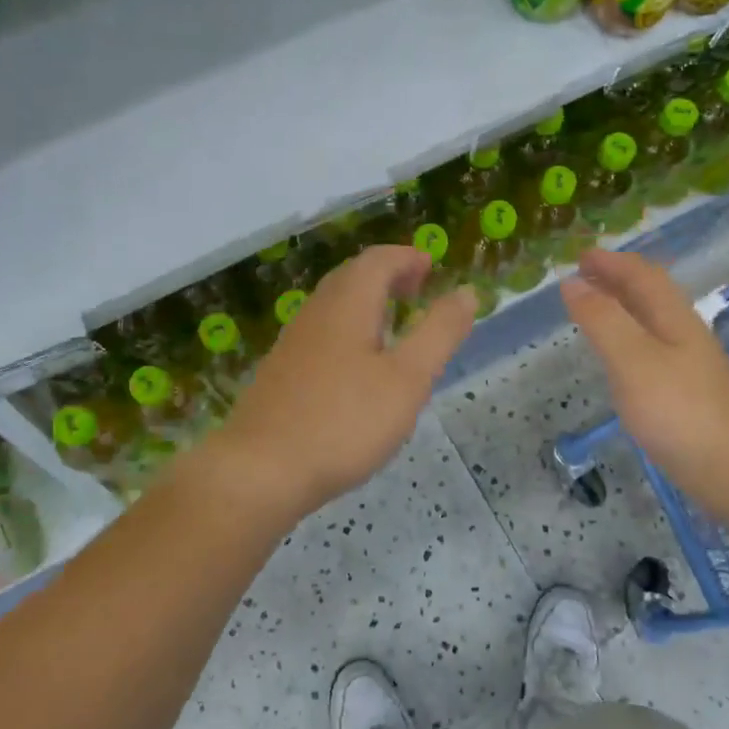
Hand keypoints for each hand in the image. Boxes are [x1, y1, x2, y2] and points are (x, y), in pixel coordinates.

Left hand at [199, 246, 476, 521]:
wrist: (261, 470)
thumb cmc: (344, 421)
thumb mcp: (408, 379)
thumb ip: (439, 333)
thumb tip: (466, 292)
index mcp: (347, 304)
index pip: (377, 260)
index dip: (407, 257)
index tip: (431, 266)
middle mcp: (315, 313)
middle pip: (351, 277)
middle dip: (386, 275)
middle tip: (416, 289)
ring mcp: (292, 343)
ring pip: (333, 305)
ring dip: (365, 302)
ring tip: (392, 324)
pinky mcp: (280, 372)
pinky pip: (320, 333)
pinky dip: (348, 329)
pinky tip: (357, 366)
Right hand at [562, 249, 728, 496]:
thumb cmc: (681, 410)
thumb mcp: (633, 359)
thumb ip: (602, 320)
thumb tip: (572, 282)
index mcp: (672, 318)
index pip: (641, 275)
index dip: (611, 262)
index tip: (579, 256)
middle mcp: (682, 335)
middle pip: (650, 295)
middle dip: (616, 279)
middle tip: (581, 276)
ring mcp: (688, 367)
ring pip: (651, 323)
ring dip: (622, 308)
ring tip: (593, 309)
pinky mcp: (686, 396)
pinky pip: (650, 352)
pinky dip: (627, 341)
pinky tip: (618, 361)